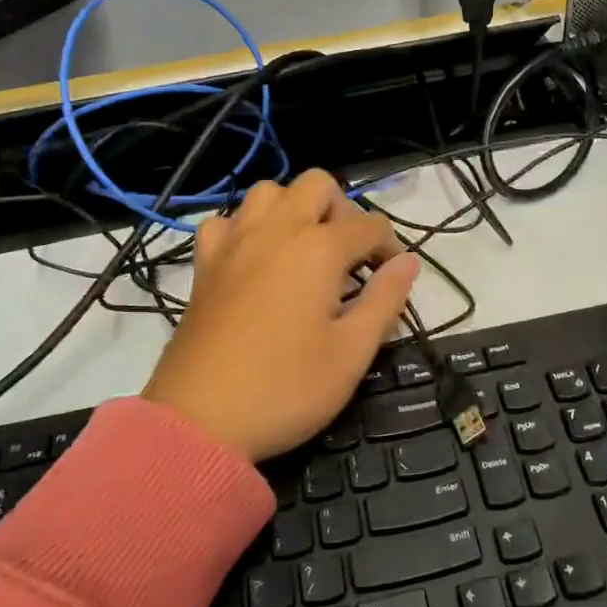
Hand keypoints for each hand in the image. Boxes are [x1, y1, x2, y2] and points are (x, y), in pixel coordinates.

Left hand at [142, 171, 421, 461]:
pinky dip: (247, 228)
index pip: (370, 226)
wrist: (199, 421)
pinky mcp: (205, 264)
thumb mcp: (352, 353)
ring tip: (306, 251)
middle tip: (350, 258)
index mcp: (318, 248)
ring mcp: (234, 242)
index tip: (393, 280)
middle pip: (318, 185)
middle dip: (344, 211)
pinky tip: (256, 261)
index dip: (390, 249)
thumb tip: (408, 261)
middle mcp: (276, 230)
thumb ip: (385, 299)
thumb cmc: (286, 388)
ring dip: (295, 209)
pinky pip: (227, 221)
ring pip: (269, 192)